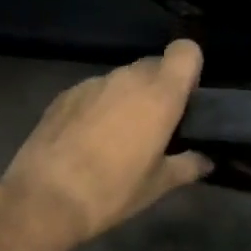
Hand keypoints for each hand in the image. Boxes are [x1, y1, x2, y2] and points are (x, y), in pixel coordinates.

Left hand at [0, 40, 211, 246]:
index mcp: (159, 95)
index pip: (186, 51)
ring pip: (122, 79)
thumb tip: (206, 160)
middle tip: (156, 125)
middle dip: (159, 87)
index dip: (189, 68)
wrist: (45, 198)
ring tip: (119, 136)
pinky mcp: (64, 94)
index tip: (186, 98)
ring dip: (128, 98)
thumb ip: (187, 165)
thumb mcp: (158, 185)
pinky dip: (99, 106)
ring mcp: (93, 83)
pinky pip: (94, 91)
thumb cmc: (113, 191)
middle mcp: (127, 78)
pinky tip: (88, 139)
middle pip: (154, 65)